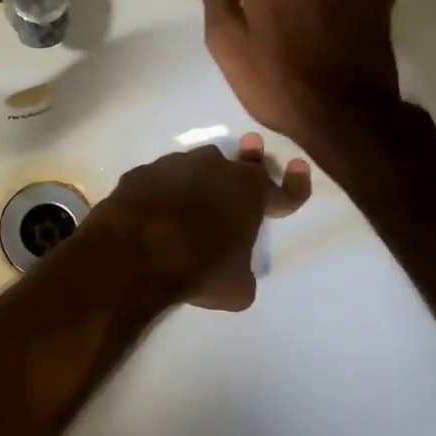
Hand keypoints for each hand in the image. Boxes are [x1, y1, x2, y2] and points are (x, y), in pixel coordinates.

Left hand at [92, 133, 310, 310]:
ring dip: (200, 178)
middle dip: (249, 159)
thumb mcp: (236, 288)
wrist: (135, 251)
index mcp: (250, 193)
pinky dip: (162, 191)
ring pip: (196, 166)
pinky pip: (159, 180)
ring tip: (194, 194)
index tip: (301, 167)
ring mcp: (174, 165)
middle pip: (239, 164)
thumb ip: (242, 272)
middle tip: (252, 147)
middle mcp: (215, 169)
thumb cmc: (198, 268)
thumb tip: (236, 273)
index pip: (285, 190)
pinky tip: (155, 206)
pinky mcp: (142, 172)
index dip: (295, 183)